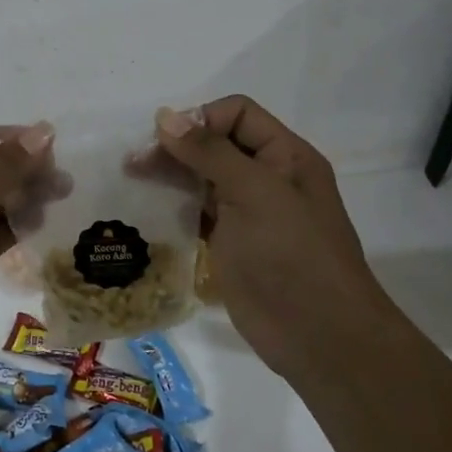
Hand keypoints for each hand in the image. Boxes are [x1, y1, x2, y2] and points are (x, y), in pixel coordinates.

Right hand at [150, 96, 387, 375]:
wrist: (319, 337)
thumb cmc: (291, 254)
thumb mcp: (254, 192)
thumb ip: (209, 152)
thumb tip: (165, 116)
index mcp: (285, 156)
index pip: (237, 114)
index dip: (202, 119)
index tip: (168, 142)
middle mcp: (267, 177)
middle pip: (215, 143)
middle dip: (177, 146)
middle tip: (136, 161)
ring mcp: (248, 212)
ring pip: (202, 177)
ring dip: (170, 174)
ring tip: (132, 178)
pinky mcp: (230, 243)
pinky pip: (197, 211)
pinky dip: (173, 205)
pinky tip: (147, 207)